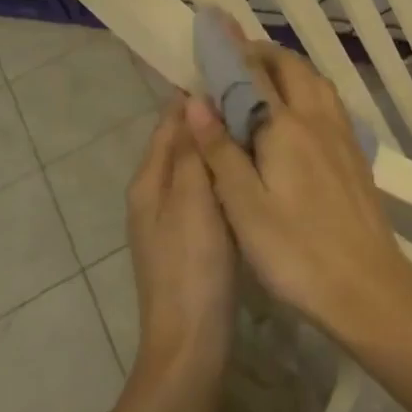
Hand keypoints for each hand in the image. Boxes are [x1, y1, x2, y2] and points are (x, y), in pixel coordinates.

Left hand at [126, 97, 236, 370]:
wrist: (191, 340)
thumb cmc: (191, 266)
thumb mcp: (192, 202)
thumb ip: (191, 152)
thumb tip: (192, 102)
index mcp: (150, 181)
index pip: (170, 122)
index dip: (196, 96)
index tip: (232, 71)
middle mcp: (156, 194)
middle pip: (183, 143)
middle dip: (213, 119)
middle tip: (257, 97)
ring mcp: (174, 218)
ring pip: (199, 167)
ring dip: (222, 146)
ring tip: (261, 125)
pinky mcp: (194, 238)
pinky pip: (210, 192)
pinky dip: (228, 175)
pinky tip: (255, 171)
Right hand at [182, 41, 411, 335]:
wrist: (368, 286)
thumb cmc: (296, 251)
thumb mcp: (244, 206)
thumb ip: (220, 150)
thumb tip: (196, 100)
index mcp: (286, 127)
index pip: (255, 74)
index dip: (231, 50)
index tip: (212, 27)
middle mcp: (318, 120)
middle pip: (293, 69)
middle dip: (263, 54)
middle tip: (234, 59)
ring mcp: (343, 137)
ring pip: (317, 83)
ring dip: (289, 70)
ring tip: (263, 79)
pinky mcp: (355, 156)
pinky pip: (330, 105)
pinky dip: (308, 91)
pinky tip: (298, 115)